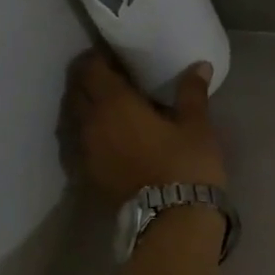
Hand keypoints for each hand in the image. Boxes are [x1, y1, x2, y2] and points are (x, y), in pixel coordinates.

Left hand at [62, 52, 225, 202]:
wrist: (174, 218)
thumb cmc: (187, 164)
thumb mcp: (196, 125)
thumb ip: (192, 92)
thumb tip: (200, 65)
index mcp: (114, 103)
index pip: (92, 68)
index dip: (99, 57)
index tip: (116, 56)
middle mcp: (90, 123)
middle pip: (77, 91)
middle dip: (89, 79)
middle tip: (112, 78)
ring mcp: (85, 151)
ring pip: (74, 118)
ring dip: (86, 107)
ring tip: (110, 107)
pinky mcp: (88, 175)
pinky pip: (79, 144)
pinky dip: (88, 134)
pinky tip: (107, 138)